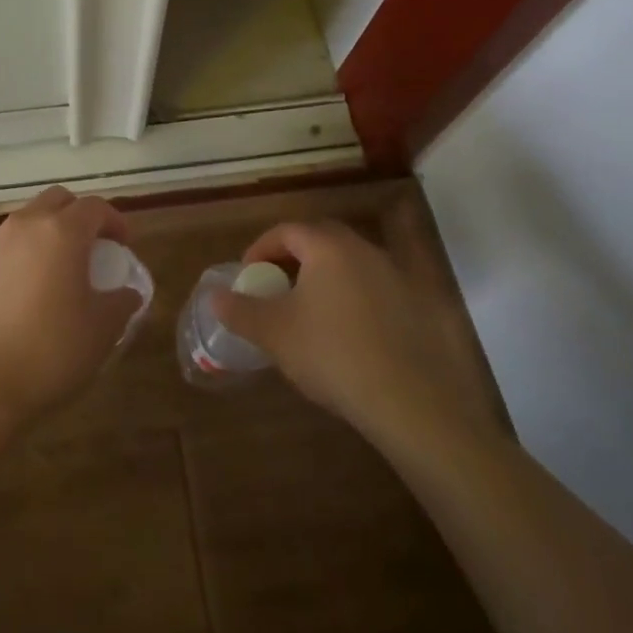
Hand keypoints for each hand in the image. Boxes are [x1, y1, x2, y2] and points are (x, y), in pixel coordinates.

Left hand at [0, 186, 142, 428]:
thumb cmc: (49, 352)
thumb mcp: (101, 331)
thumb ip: (121, 303)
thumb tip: (127, 293)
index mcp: (62, 231)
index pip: (95, 207)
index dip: (115, 222)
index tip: (124, 246)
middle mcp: (26, 225)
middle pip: (58, 200)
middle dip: (80, 216)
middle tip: (93, 249)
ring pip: (29, 219)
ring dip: (50, 232)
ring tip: (61, 270)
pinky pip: (8, 244)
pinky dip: (25, 252)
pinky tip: (30, 289)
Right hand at [211, 218, 499, 457]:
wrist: (411, 401)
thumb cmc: (332, 354)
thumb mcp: (274, 333)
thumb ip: (240, 311)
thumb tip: (214, 297)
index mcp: (327, 246)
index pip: (286, 231)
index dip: (260, 249)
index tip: (248, 276)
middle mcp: (364, 250)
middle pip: (320, 242)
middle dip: (293, 260)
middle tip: (275, 288)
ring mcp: (396, 276)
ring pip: (349, 266)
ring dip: (324, 280)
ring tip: (308, 313)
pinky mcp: (418, 307)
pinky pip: (373, 290)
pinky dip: (353, 301)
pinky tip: (346, 336)